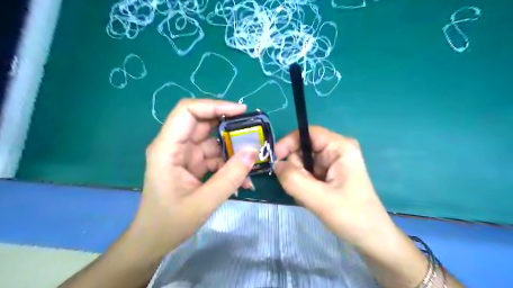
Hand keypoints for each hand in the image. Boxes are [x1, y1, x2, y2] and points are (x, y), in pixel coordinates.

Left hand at [126, 99, 258, 260]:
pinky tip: (243, 179)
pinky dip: (229, 164)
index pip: (188, 111)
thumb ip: (230, 177)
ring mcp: (185, 155)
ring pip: (213, 140)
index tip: (241, 112)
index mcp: (167, 148)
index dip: (214, 105)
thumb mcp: (203, 202)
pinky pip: (215, 156)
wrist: (153, 241)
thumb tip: (253, 152)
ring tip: (253, 159)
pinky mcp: (193, 165)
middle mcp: (175, 145)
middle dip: (230, 126)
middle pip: (203, 123)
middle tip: (254, 132)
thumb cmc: (169, 223)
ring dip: (233, 149)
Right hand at [275, 126, 392, 249]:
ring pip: (303, 163)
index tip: (274, 160)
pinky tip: (312, 198)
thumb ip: (294, 180)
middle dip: (296, 168)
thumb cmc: (351, 216)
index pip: (307, 133)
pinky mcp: (329, 175)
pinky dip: (303, 185)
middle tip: (301, 188)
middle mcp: (336, 151)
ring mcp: (332, 163)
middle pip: (303, 149)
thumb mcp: (319, 199)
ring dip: (299, 179)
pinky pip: (307, 173)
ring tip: (309, 197)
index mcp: (339, 147)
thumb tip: (276, 164)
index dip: (288, 142)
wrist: (371, 238)